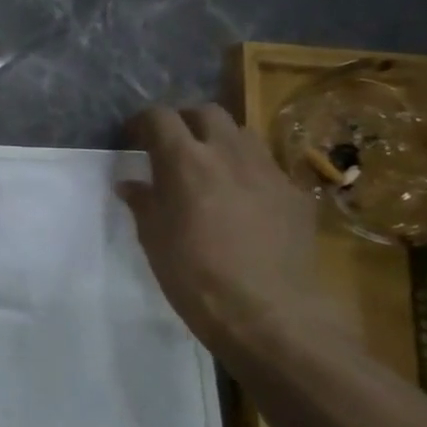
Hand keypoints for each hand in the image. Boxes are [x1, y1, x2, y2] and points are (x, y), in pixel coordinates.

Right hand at [118, 104, 324, 351]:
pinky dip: (248, 171)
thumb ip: (143, 202)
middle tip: (172, 145)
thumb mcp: (153, 238)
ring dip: (221, 140)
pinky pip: (268, 167)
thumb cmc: (193, 275)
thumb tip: (131, 184)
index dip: (143, 122)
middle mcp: (228, 154)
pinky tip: (242, 200)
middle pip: (206, 112)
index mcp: (184, 161)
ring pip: (242, 133)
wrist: (268, 314)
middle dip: (185, 121)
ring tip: (209, 166)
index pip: (160, 117)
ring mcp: (268, 172)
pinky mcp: (296, 196)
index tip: (133, 138)